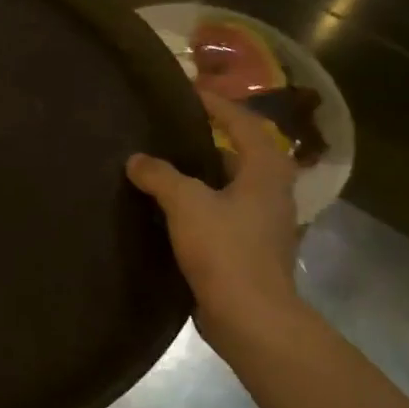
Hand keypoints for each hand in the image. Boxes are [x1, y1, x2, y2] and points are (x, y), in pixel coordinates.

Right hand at [127, 88, 303, 346]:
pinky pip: (221, 213)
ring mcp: (263, 222)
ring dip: (198, 176)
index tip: (188, 91)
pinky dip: (197, 204)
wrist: (250, 316)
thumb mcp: (187, 204)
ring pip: (227, 186)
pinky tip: (167, 208)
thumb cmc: (226, 250)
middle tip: (167, 130)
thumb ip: (160, 175)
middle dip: (204, 140)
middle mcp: (271, 191)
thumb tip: (137, 159)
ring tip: (160, 167)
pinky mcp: (249, 248)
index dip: (216, 104)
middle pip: (237, 153)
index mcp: (266, 170)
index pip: (242, 122)